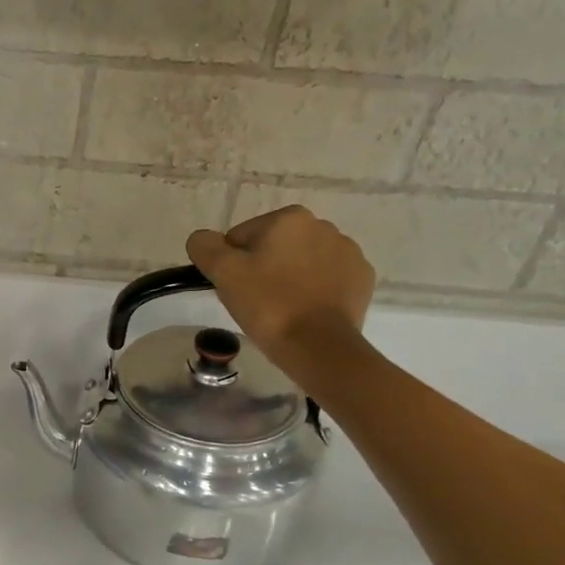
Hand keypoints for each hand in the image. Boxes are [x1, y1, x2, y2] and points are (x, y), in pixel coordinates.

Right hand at [188, 206, 374, 365]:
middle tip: (255, 301)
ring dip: (289, 278)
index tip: (235, 289)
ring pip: (301, 262)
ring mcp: (348, 252)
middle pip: (274, 247)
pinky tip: (305, 311)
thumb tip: (202, 239)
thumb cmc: (268, 304)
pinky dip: (314, 290)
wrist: (319, 346)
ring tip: (281, 308)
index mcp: (289, 218)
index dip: (231, 264)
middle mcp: (323, 226)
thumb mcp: (223, 272)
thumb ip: (204, 246)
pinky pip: (327, 279)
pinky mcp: (362, 279)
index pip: (241, 237)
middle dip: (262, 268)